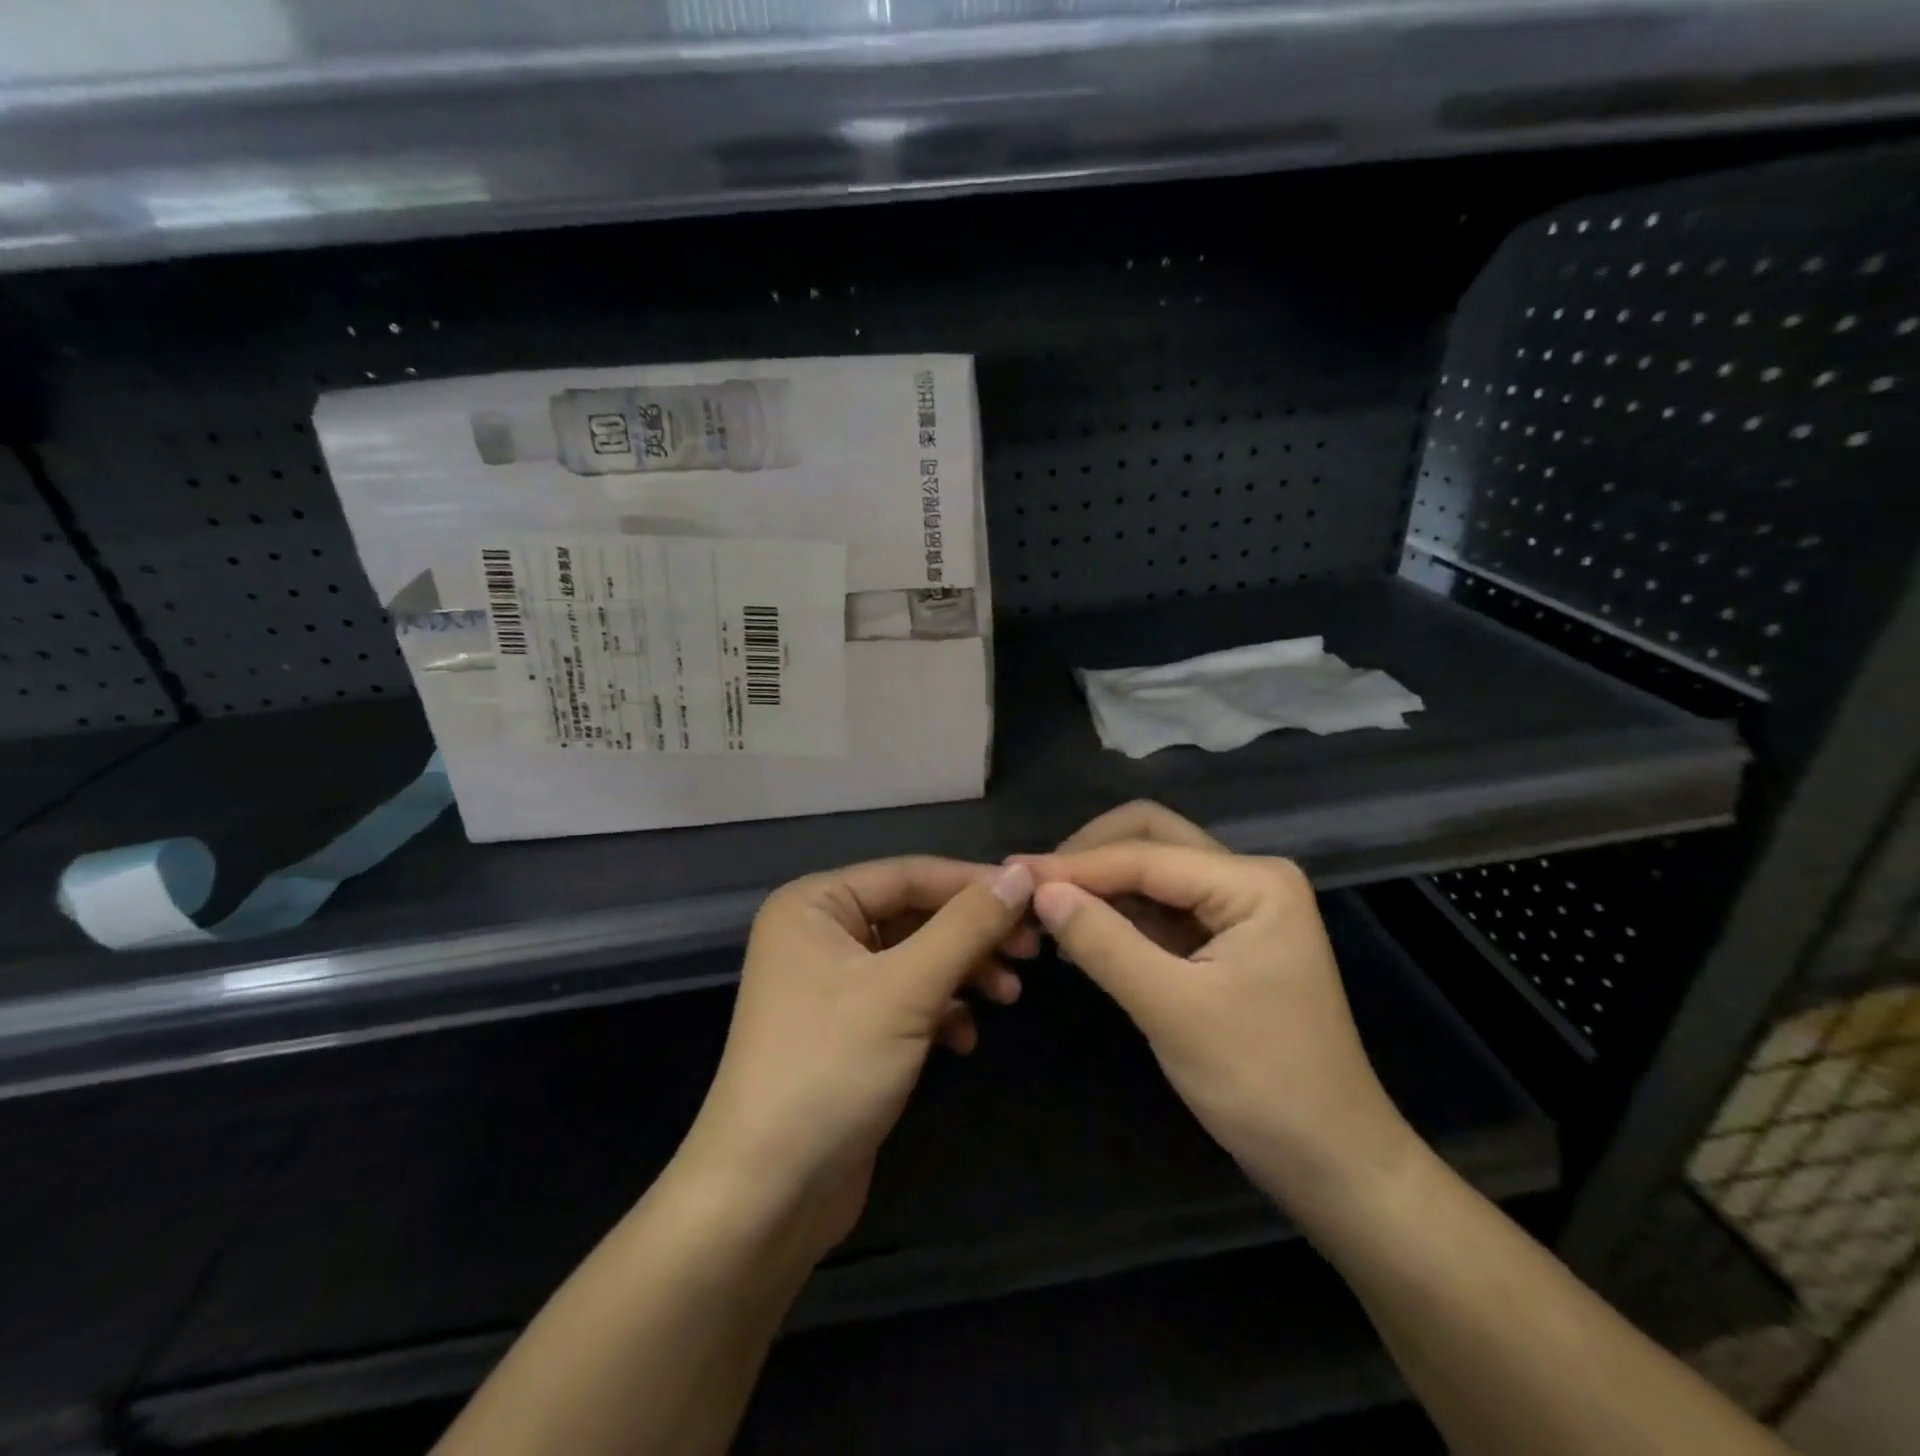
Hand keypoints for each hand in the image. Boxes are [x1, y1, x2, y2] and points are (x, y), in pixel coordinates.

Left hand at [679, 857, 1034, 1258]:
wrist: (767, 1195)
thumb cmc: (830, 1069)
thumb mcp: (906, 989)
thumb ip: (967, 926)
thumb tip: (1020, 875)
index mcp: (815, 904)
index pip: (910, 874)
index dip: (975, 883)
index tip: (1038, 898)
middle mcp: (820, 933)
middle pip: (916, 914)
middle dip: (973, 934)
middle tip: (1032, 952)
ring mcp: (833, 984)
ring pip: (917, 958)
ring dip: (965, 973)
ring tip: (1009, 995)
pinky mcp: (850, 1029)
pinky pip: (907, 998)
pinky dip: (941, 1011)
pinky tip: (964, 1038)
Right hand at [1015, 840, 1416, 1211]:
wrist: (1332, 1164)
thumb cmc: (1262, 1084)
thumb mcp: (1173, 1010)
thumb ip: (1104, 942)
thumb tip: (1039, 890)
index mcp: (1253, 882)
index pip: (1145, 854)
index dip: (1075, 865)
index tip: (1012, 877)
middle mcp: (1247, 878)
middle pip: (1151, 840)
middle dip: (1088, 858)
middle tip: (1031, 888)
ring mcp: (1236, 908)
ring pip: (1151, 872)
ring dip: (1098, 885)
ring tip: (1042, 909)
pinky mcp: (1222, 940)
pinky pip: (1158, 908)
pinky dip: (1116, 914)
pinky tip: (1078, 933)